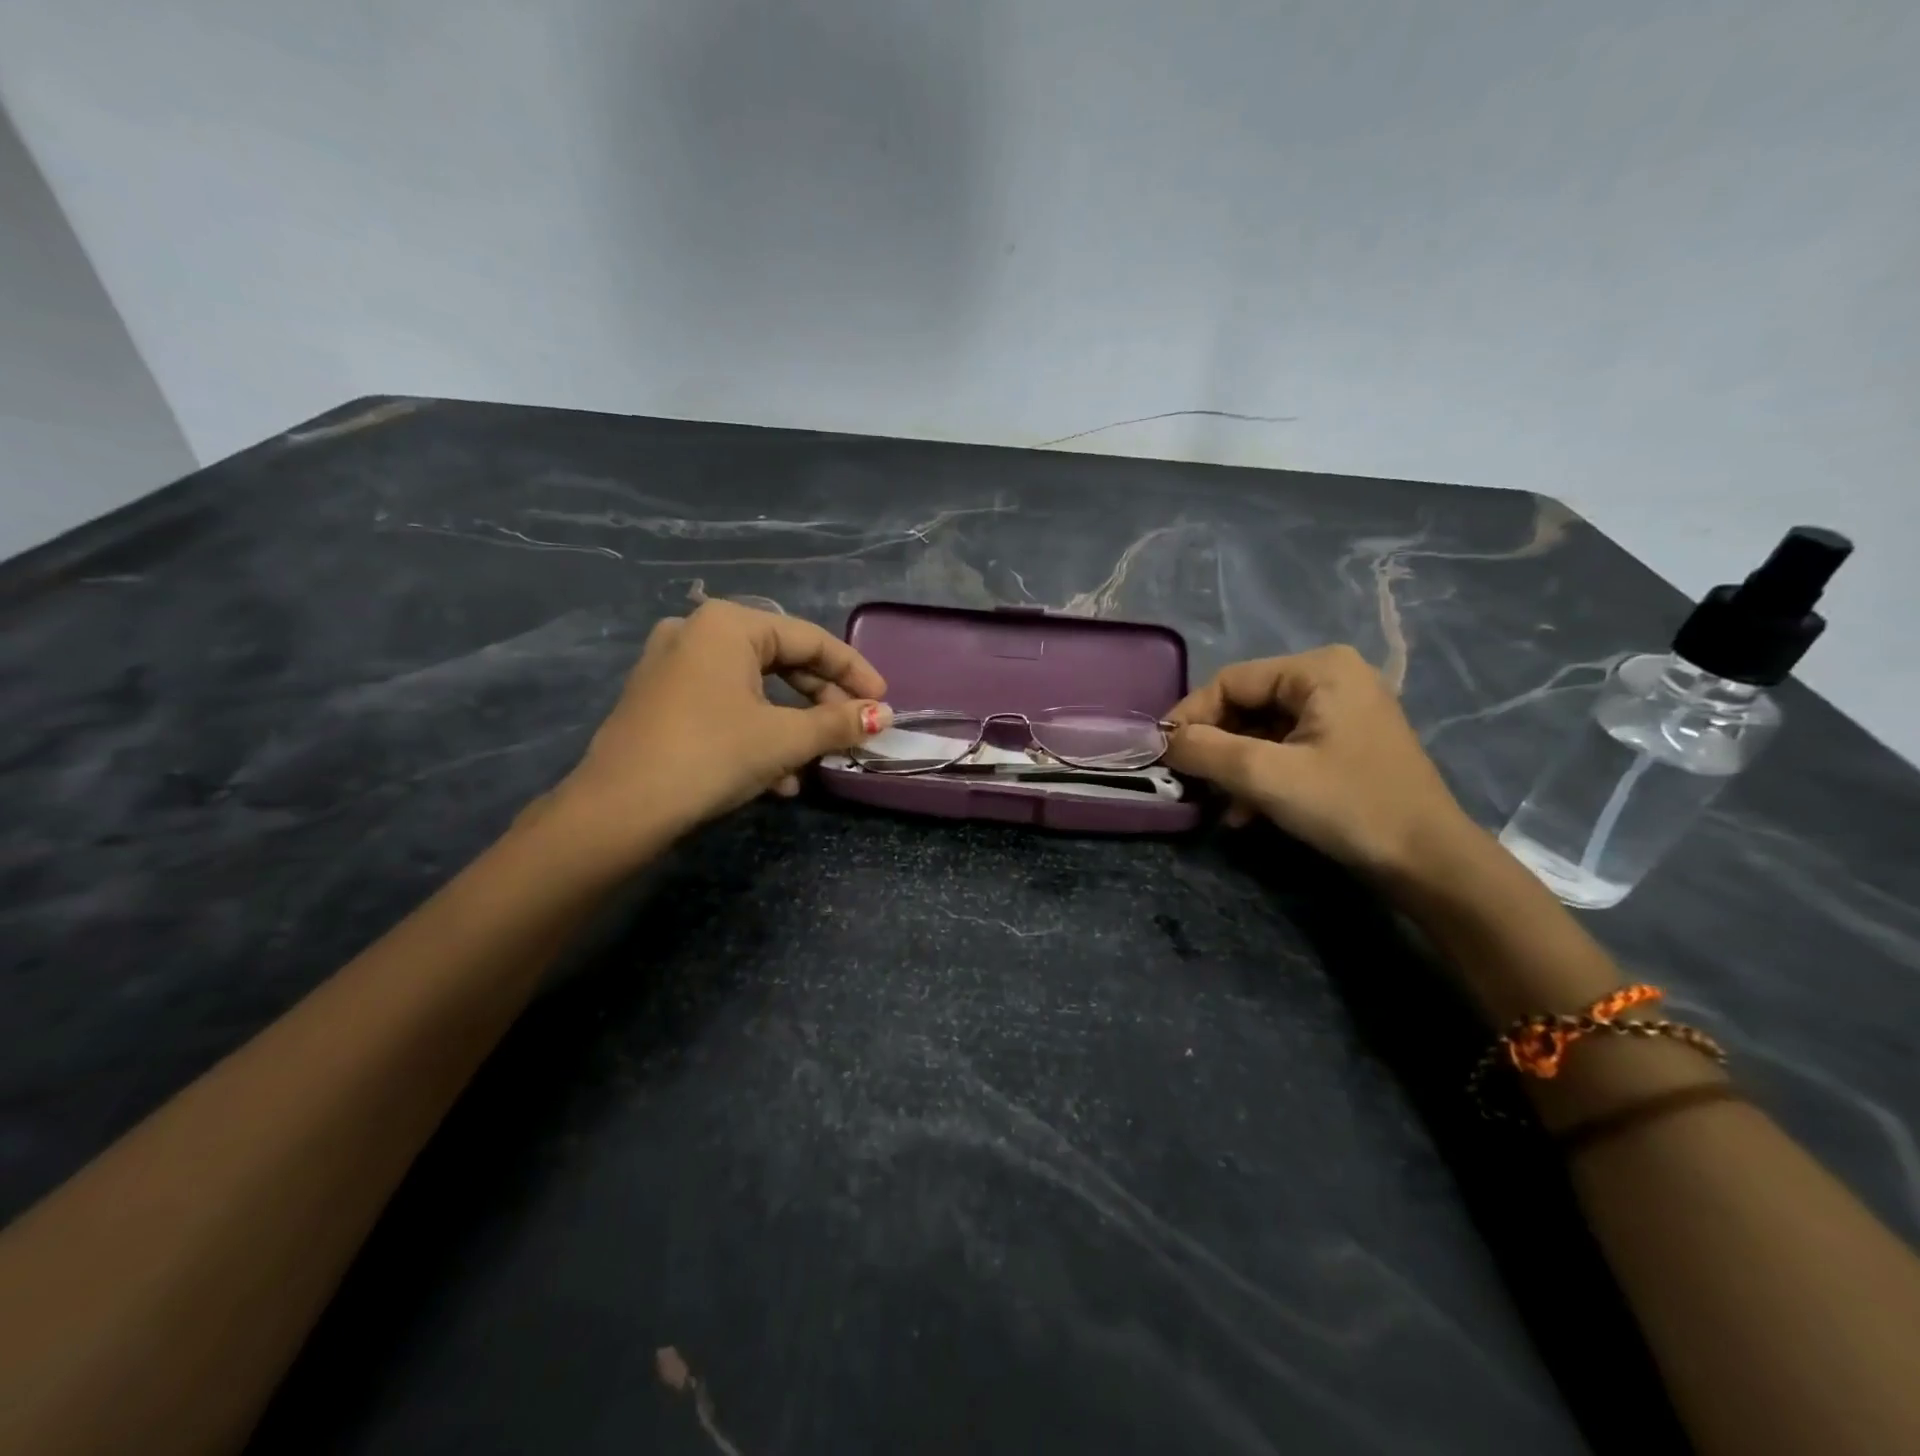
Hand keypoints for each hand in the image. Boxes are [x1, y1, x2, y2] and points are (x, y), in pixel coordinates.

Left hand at [552, 602, 891, 855]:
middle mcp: (697, 632)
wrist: (619, 809)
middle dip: (821, 700)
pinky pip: (724, 704)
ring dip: (791, 724)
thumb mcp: (783, 739)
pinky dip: (756, 732)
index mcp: (728, 625)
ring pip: (753, 688)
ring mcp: (672, 665)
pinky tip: (774, 778)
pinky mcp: (659, 699)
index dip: (853, 670)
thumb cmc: (711, 755)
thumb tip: (883, 716)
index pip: (810, 639)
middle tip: (852, 728)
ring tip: (814, 762)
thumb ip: (837, 722)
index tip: (883, 700)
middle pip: (781, 661)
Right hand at [1164, 644, 1475, 877]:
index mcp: (1319, 669)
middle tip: (1188, 782)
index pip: (1232, 681)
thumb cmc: (1349, 807)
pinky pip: (1285, 749)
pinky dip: (1261, 776)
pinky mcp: (1345, 744)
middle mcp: (1332, 679)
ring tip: (1217, 804)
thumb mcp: (1266, 776)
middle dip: (1215, 747)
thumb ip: (1206, 751)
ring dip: (1234, 768)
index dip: (1191, 715)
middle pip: (1247, 705)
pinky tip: (1245, 813)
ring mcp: (1341, 712)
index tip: (1162, 754)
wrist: (1429, 863)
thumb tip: (1162, 742)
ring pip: (1262, 731)